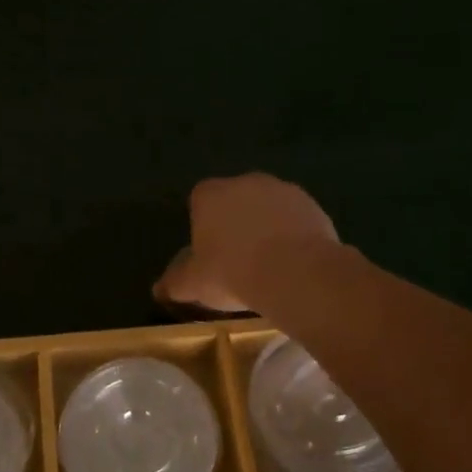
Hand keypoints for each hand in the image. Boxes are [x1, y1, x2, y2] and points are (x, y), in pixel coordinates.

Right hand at [154, 173, 338, 312]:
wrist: (295, 272)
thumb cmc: (232, 272)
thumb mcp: (193, 284)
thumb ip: (174, 282)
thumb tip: (158, 289)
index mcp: (210, 194)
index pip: (199, 201)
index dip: (203, 225)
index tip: (209, 253)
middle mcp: (245, 182)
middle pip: (235, 201)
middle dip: (235, 224)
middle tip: (237, 260)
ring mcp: (282, 190)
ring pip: (268, 208)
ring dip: (266, 228)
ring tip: (268, 265)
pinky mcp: (312, 205)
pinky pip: (295, 219)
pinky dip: (293, 235)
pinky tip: (293, 263)